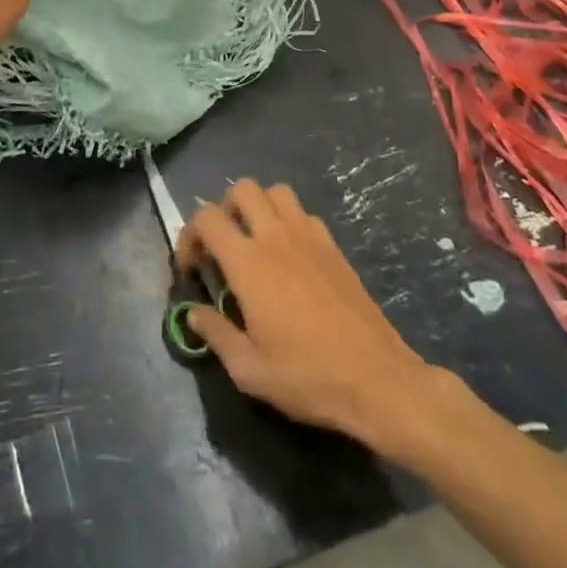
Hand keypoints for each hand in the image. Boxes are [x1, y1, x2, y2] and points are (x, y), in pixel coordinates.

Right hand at [176, 179, 437, 446]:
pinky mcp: (333, 245)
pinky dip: (289, 221)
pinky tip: (290, 256)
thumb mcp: (250, 370)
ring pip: (276, 191)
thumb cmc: (308, 376)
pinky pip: (304, 213)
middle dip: (224, 208)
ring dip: (259, 206)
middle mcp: (276, 237)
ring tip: (255, 241)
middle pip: (242, 188)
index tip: (191, 266)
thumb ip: (216, 334)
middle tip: (223, 244)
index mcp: (249, 263)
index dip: (190, 234)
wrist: (376, 379)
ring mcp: (309, 236)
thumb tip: (193, 313)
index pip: (207, 218)